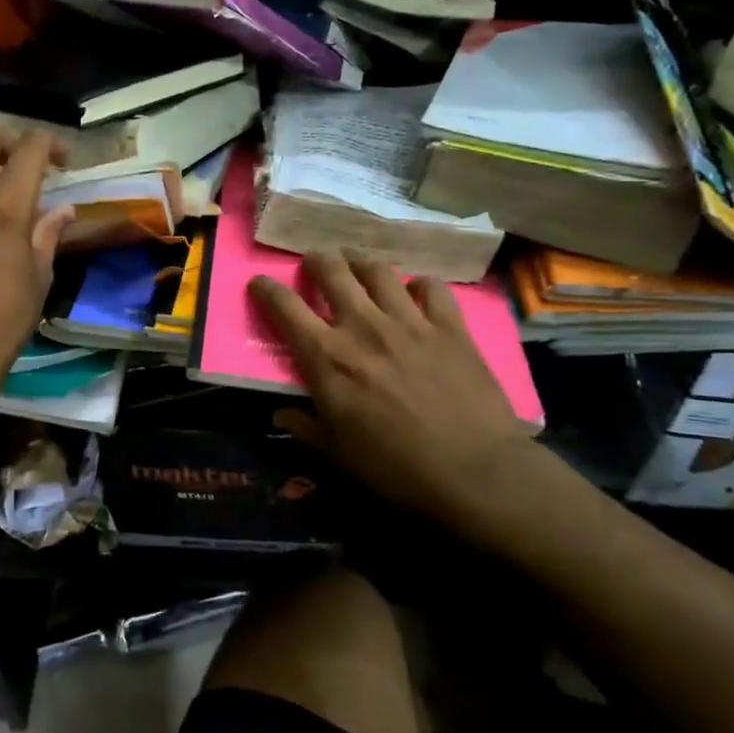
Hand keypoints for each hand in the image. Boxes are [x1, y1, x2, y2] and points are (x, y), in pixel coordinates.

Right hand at [251, 252, 536, 532]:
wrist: (474, 471)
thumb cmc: (395, 467)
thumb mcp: (337, 452)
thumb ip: (305, 425)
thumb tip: (280, 412)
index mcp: (327, 357)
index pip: (284, 306)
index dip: (265, 289)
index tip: (259, 285)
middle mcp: (362, 326)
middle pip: (331, 270)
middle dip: (316, 260)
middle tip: (315, 264)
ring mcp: (409, 321)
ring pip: (378, 270)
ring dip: (361, 262)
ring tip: (358, 265)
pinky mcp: (450, 326)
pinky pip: (432, 286)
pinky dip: (420, 284)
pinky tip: (416, 292)